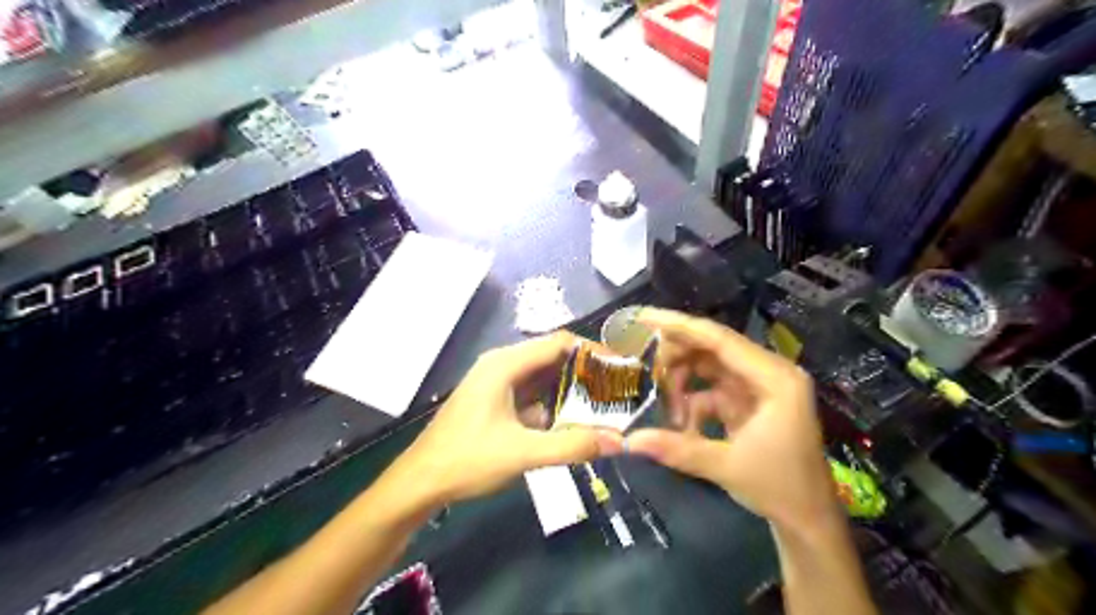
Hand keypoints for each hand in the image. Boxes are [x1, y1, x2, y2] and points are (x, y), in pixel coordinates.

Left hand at [386, 334, 624, 505]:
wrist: (420, 482)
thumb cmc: (467, 460)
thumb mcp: (522, 453)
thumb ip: (571, 446)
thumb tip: (617, 441)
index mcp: (505, 364)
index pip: (558, 343)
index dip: (591, 350)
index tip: (620, 366)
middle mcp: (502, 365)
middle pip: (552, 357)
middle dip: (585, 371)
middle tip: (617, 388)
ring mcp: (496, 383)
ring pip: (543, 376)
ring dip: (570, 388)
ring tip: (604, 403)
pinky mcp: (495, 400)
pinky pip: (531, 393)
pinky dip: (553, 402)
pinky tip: (572, 421)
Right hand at [624, 311, 839, 530]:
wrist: (808, 518)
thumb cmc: (780, 487)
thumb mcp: (726, 467)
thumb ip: (677, 449)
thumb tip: (628, 441)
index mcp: (774, 378)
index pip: (720, 339)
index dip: (680, 325)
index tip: (643, 317)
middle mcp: (768, 372)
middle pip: (712, 348)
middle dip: (676, 357)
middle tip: (643, 366)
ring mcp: (759, 386)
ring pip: (709, 367)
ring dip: (683, 382)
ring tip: (665, 405)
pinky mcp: (750, 400)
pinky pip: (713, 388)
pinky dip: (693, 401)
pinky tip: (683, 426)